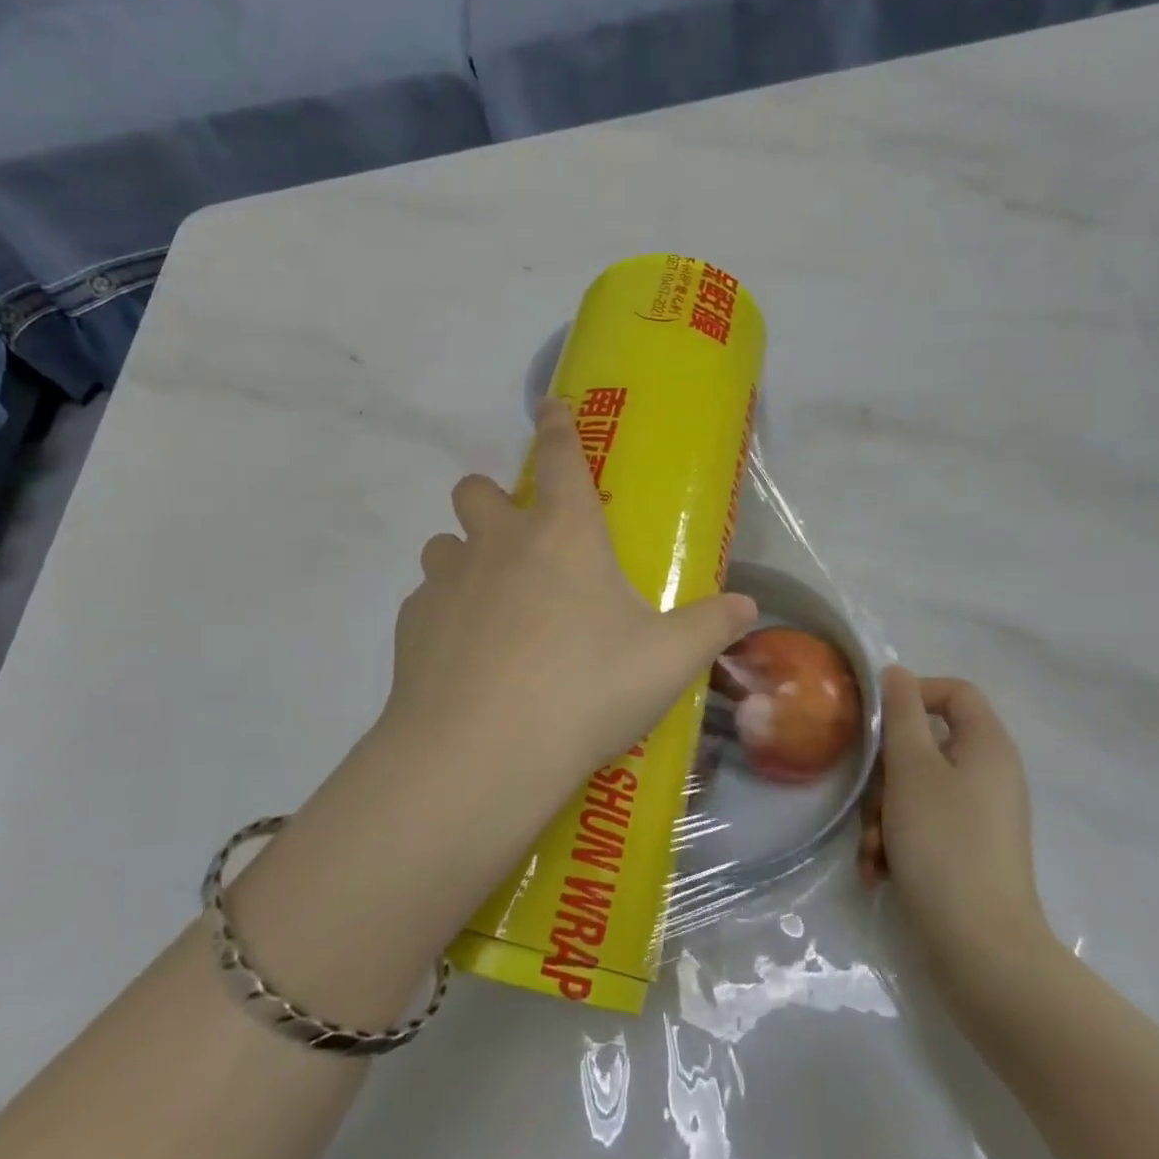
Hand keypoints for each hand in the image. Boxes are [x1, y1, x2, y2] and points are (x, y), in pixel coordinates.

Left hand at [382, 396, 757, 784]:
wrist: (480, 754)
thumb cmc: (585, 690)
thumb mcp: (666, 661)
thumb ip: (710, 627)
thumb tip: (748, 608)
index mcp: (564, 533)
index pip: (561, 455)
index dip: (557, 423)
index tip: (548, 404)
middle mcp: (498, 541)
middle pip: (476, 489)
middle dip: (492, 500)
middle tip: (519, 543)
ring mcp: (447, 579)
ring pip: (444, 543)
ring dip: (465, 558)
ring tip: (491, 604)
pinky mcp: (411, 622)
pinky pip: (426, 599)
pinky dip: (444, 613)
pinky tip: (464, 657)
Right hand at [861, 670, 1053, 986]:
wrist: (980, 950)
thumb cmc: (943, 843)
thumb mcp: (911, 767)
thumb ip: (900, 713)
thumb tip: (896, 673)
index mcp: (987, 747)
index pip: (954, 692)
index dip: (914, 694)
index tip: (877, 720)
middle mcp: (989, 776)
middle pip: (925, 745)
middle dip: (885, 774)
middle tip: (868, 799)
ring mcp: (979, 817)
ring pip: (916, 789)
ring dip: (882, 814)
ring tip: (871, 849)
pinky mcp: (967, 853)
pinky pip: (923, 826)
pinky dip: (896, 842)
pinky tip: (878, 870)